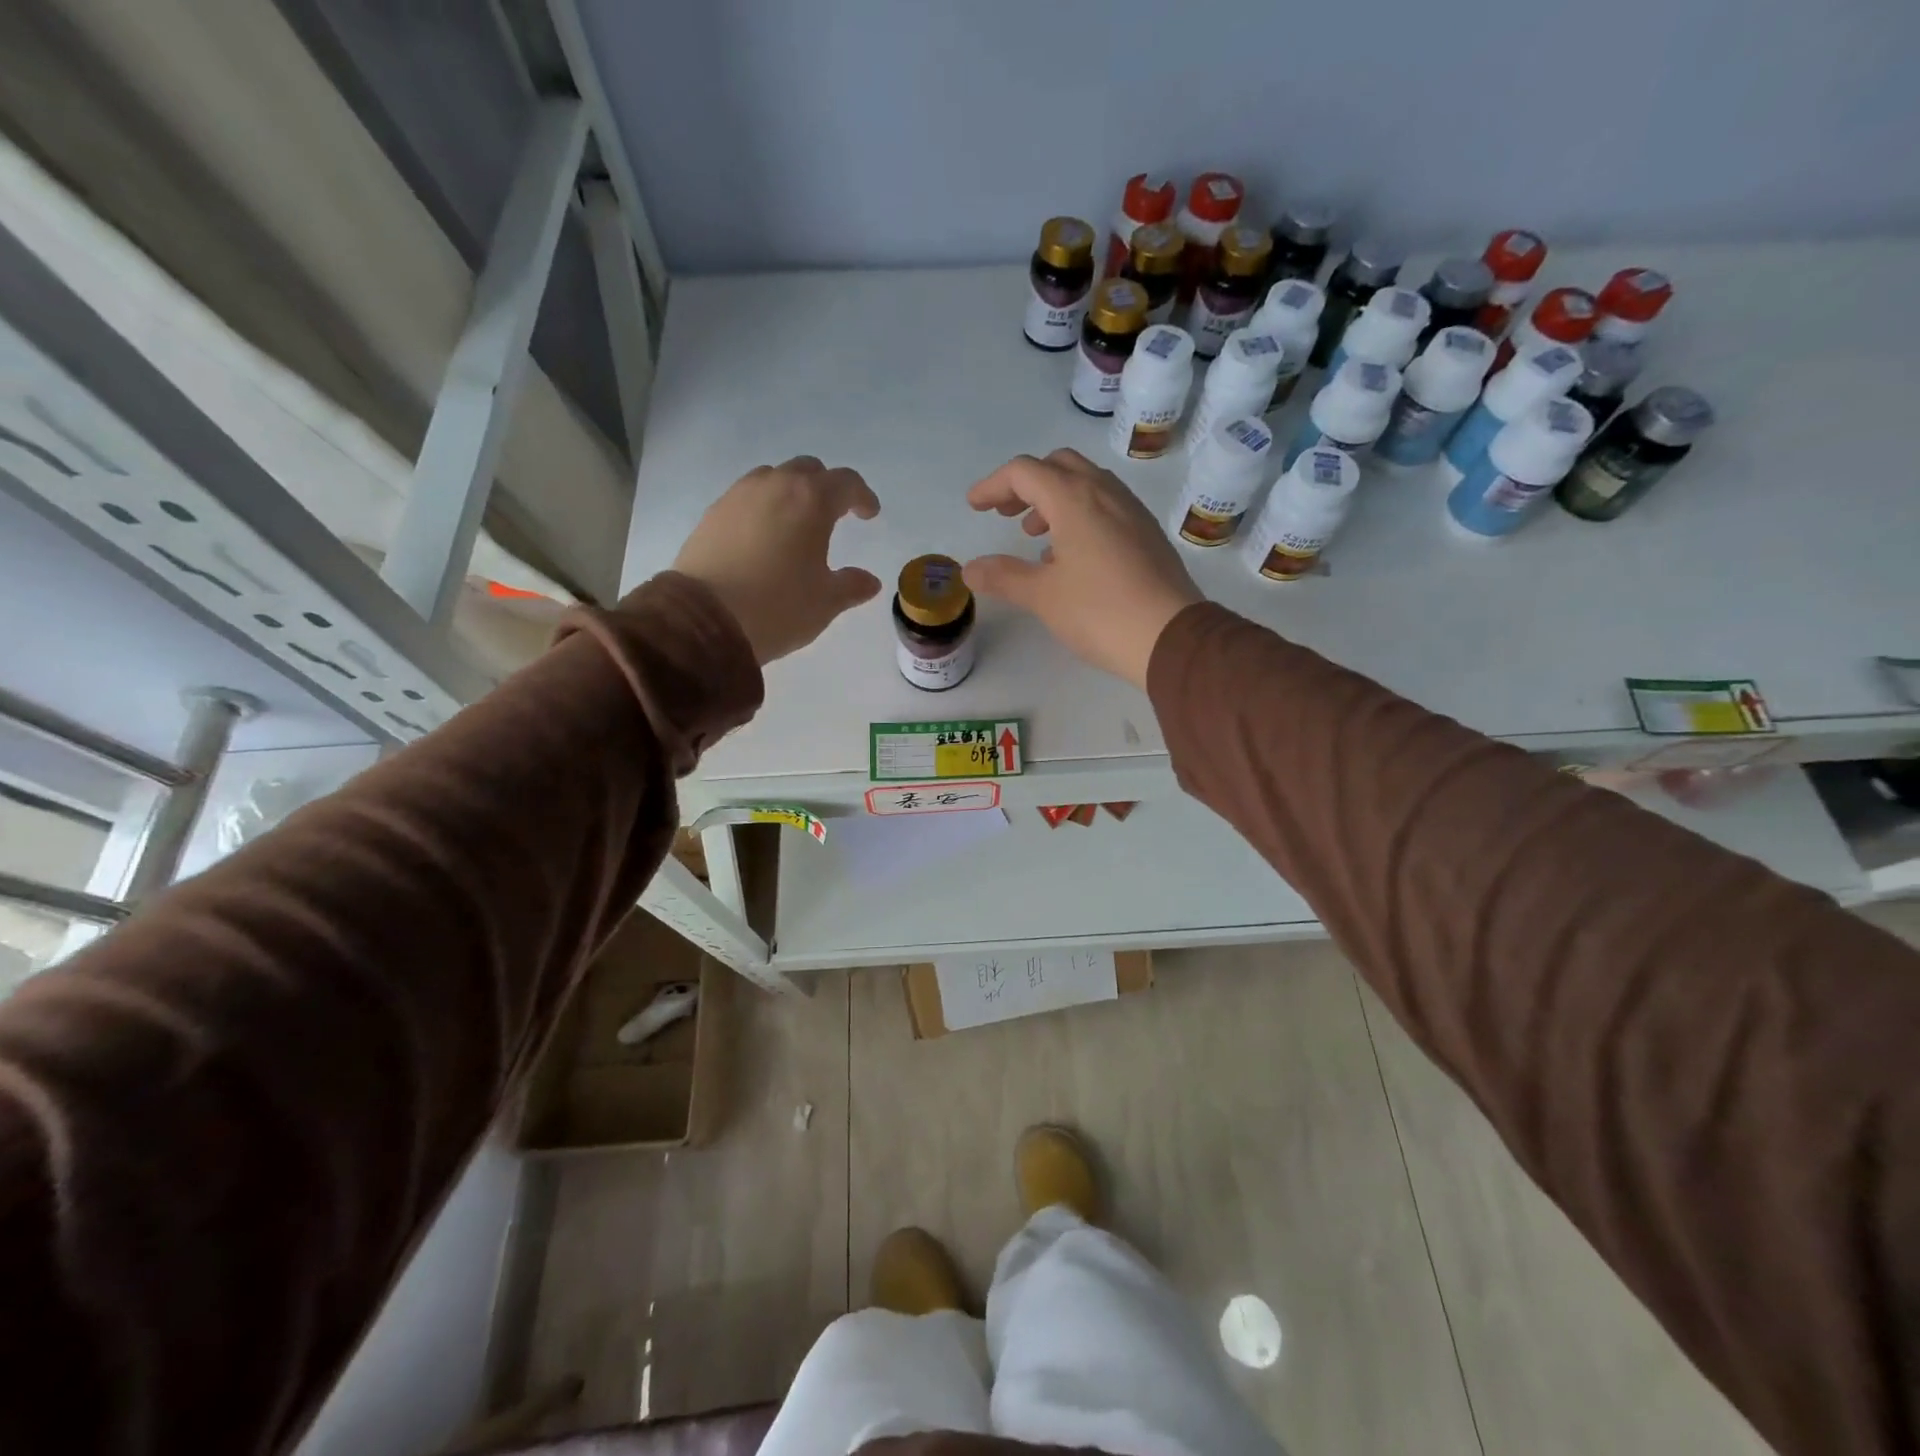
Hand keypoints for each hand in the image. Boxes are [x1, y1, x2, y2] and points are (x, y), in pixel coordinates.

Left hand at [673, 456, 880, 663]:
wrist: (705, 618)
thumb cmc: (778, 606)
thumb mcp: (825, 602)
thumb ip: (851, 586)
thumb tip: (869, 581)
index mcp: (811, 501)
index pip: (846, 482)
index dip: (862, 496)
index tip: (869, 514)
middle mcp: (775, 486)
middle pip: (807, 470)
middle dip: (825, 487)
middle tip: (834, 513)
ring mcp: (738, 496)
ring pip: (773, 477)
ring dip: (791, 492)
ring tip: (796, 522)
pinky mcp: (713, 513)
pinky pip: (746, 497)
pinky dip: (763, 507)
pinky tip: (763, 535)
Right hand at [964, 449, 1201, 689]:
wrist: (1170, 636)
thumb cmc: (1100, 611)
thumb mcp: (1043, 596)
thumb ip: (1003, 577)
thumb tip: (969, 570)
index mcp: (1075, 499)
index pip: (1025, 472)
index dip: (993, 485)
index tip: (975, 507)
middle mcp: (1105, 493)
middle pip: (1059, 465)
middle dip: (1026, 484)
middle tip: (1006, 514)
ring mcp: (1132, 510)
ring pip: (1086, 483)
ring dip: (1054, 499)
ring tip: (1036, 537)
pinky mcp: (1147, 532)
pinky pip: (1106, 506)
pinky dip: (1080, 514)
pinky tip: (1073, 555)